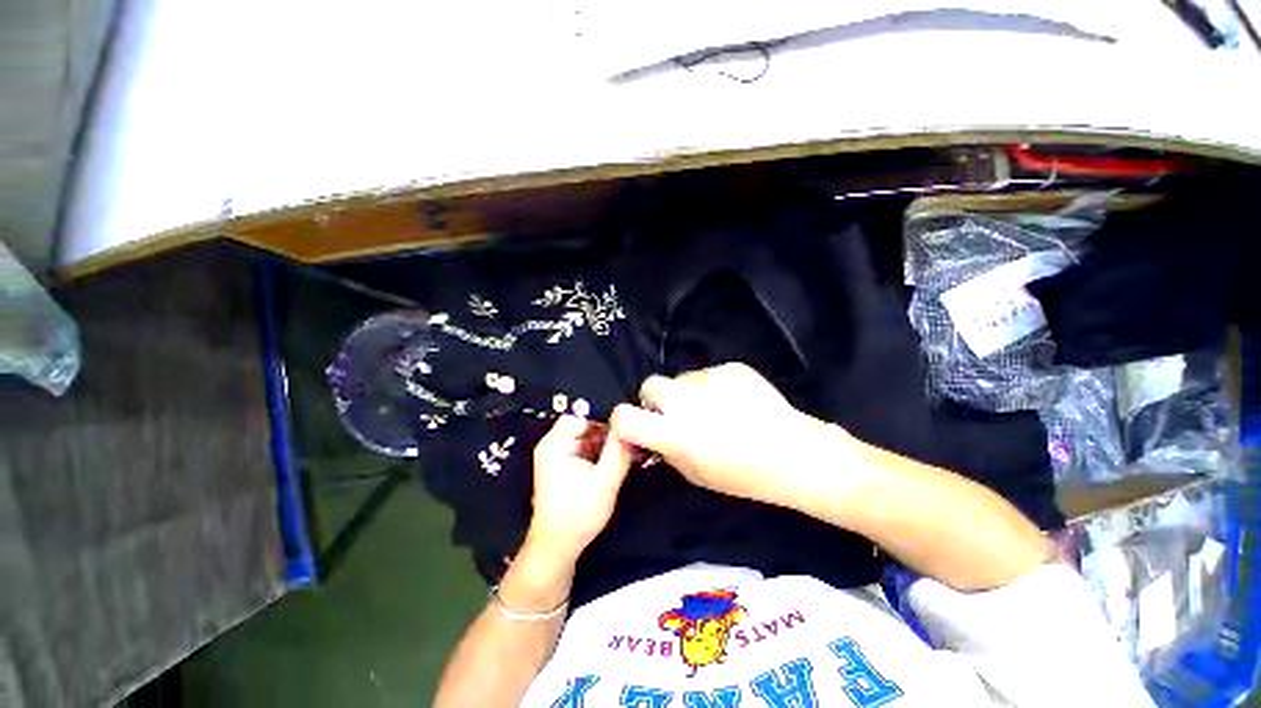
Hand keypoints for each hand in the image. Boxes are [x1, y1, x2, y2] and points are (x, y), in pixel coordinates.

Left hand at [526, 415, 634, 560]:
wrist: (558, 548)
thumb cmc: (578, 514)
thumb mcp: (605, 481)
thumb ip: (619, 451)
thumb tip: (631, 425)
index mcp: (555, 444)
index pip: (581, 415)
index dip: (603, 418)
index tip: (625, 427)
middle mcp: (554, 446)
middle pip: (585, 426)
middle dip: (608, 432)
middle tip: (630, 440)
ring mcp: (559, 457)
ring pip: (589, 439)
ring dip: (607, 444)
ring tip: (628, 451)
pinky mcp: (566, 468)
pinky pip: (587, 451)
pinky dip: (602, 454)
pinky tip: (619, 461)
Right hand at [611, 363, 853, 508]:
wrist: (795, 453)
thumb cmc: (743, 475)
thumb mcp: (694, 474)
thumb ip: (666, 450)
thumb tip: (650, 435)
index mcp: (676, 433)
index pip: (626, 416)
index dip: (624, 420)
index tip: (636, 427)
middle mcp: (687, 400)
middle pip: (650, 384)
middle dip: (655, 400)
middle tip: (676, 415)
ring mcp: (711, 379)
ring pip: (682, 379)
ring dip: (687, 394)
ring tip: (715, 411)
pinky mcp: (731, 368)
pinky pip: (708, 375)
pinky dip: (713, 388)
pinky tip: (735, 403)